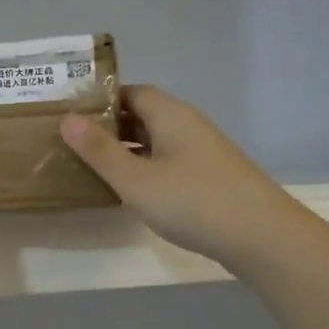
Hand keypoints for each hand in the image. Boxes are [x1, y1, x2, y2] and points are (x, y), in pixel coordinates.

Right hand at [62, 86, 299, 271]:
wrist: (261, 236)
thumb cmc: (193, 202)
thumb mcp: (137, 179)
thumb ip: (100, 151)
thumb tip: (67, 119)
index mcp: (170, 115)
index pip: (130, 92)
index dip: (99, 101)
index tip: (69, 116)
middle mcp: (187, 126)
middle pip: (142, 116)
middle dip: (108, 127)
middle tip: (71, 144)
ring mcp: (201, 153)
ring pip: (155, 142)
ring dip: (125, 151)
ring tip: (90, 168)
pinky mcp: (208, 178)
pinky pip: (167, 163)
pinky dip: (144, 170)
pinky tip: (128, 192)